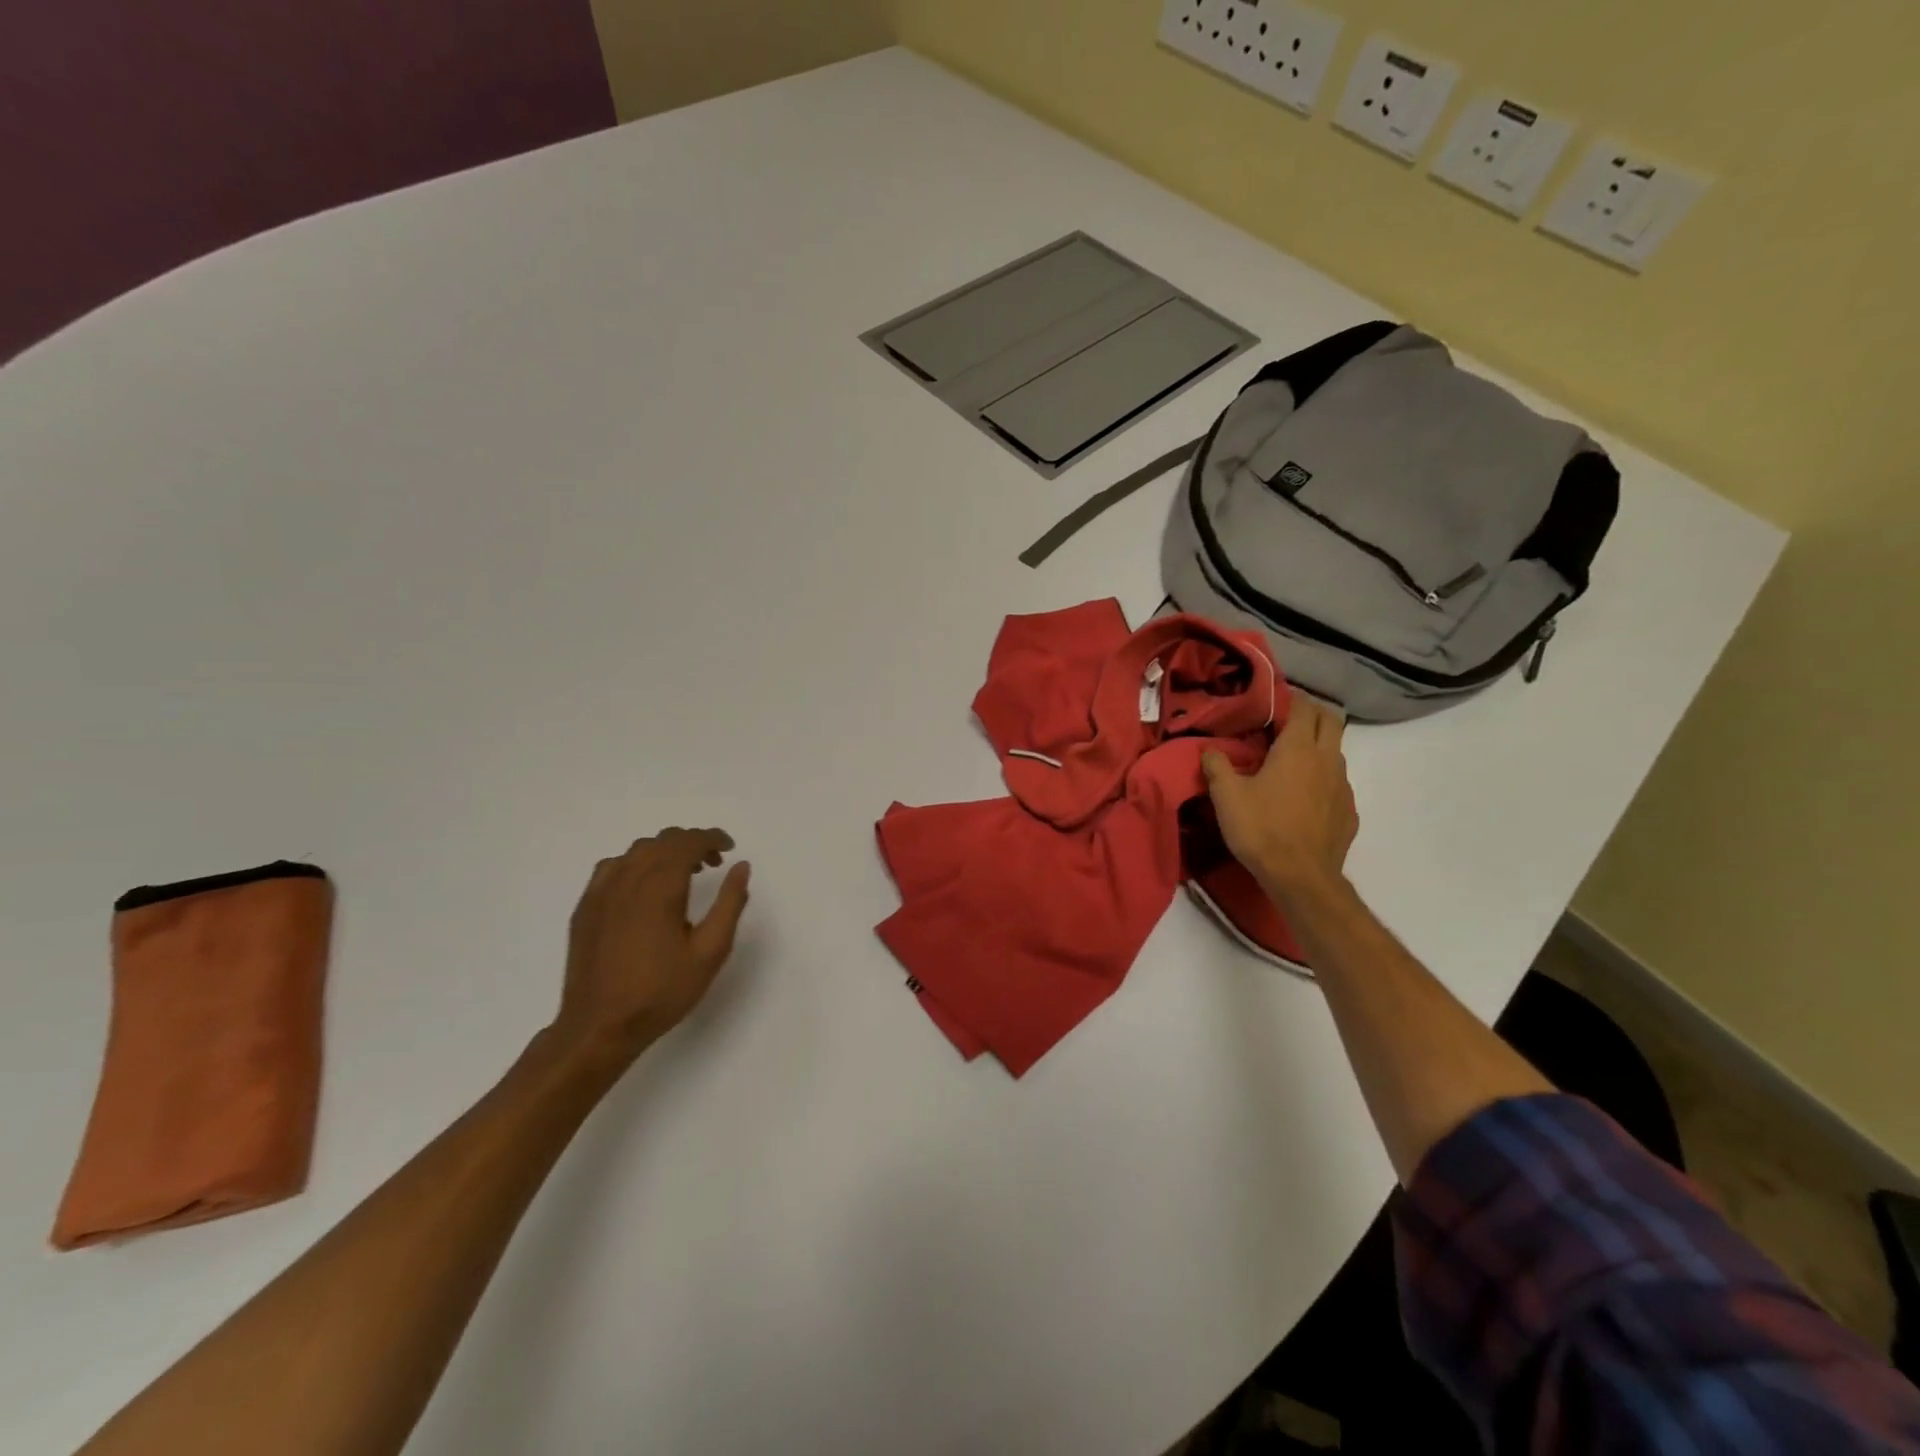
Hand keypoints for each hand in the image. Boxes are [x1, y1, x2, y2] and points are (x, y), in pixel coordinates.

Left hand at [550, 828, 751, 1073]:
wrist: (599, 1027)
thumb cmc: (662, 992)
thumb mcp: (710, 951)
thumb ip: (729, 904)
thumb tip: (741, 867)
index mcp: (661, 887)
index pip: (688, 842)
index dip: (712, 838)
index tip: (729, 848)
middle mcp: (628, 879)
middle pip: (663, 841)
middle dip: (692, 843)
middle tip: (713, 864)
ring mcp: (601, 892)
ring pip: (637, 851)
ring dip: (665, 851)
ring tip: (682, 874)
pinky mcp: (585, 907)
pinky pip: (612, 867)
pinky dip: (636, 864)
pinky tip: (644, 888)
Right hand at [1203, 696, 1356, 904]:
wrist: (1301, 878)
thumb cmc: (1261, 829)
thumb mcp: (1226, 797)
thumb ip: (1217, 766)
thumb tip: (1209, 750)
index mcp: (1298, 749)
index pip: (1304, 708)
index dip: (1292, 698)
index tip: (1275, 699)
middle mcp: (1327, 760)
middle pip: (1331, 720)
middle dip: (1313, 712)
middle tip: (1289, 718)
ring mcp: (1343, 786)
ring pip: (1336, 752)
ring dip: (1319, 746)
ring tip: (1294, 759)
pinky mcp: (1349, 812)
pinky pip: (1338, 784)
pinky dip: (1323, 779)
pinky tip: (1305, 796)